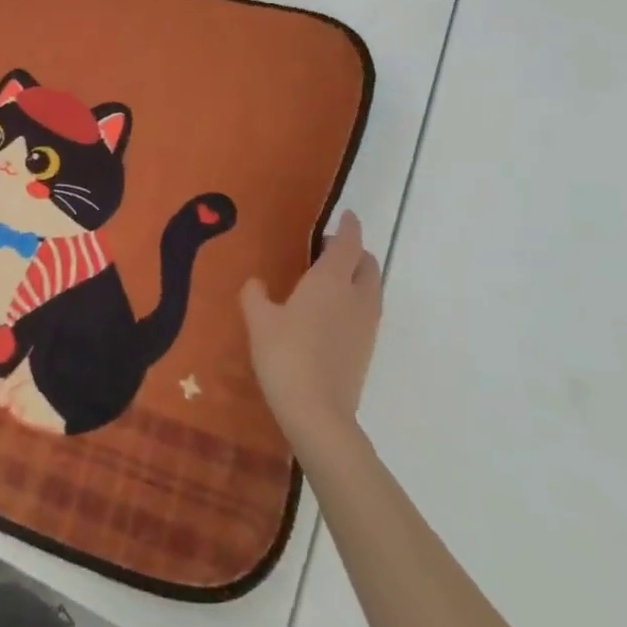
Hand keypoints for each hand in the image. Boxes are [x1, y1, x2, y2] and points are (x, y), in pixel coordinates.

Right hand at [242, 210, 382, 444]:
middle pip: (368, 264)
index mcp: (331, 281)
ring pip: (371, 288)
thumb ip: (255, 294)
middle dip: (354, 251)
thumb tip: (256, 283)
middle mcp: (356, 296)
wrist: (317, 411)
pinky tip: (330, 313)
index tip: (347, 214)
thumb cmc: (285, 355)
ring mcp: (366, 324)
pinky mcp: (367, 348)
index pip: (349, 243)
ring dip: (357, 276)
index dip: (349, 226)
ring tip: (328, 280)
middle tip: (327, 250)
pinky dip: (355, 300)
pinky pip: (367, 310)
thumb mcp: (258, 320)